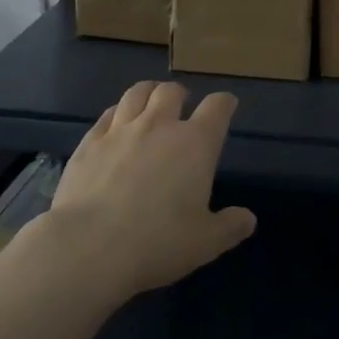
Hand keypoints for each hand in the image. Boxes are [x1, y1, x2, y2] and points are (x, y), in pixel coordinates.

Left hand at [38, 80, 255, 301]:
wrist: (90, 247)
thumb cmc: (157, 243)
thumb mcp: (205, 243)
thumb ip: (229, 227)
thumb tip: (248, 219)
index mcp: (195, 144)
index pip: (217, 107)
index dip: (224, 103)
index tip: (226, 106)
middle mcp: (160, 125)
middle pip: (172, 91)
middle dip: (181, 94)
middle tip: (182, 106)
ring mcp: (121, 130)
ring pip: (137, 93)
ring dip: (148, 93)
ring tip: (150, 102)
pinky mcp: (90, 142)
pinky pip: (107, 114)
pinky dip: (117, 113)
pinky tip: (116, 123)